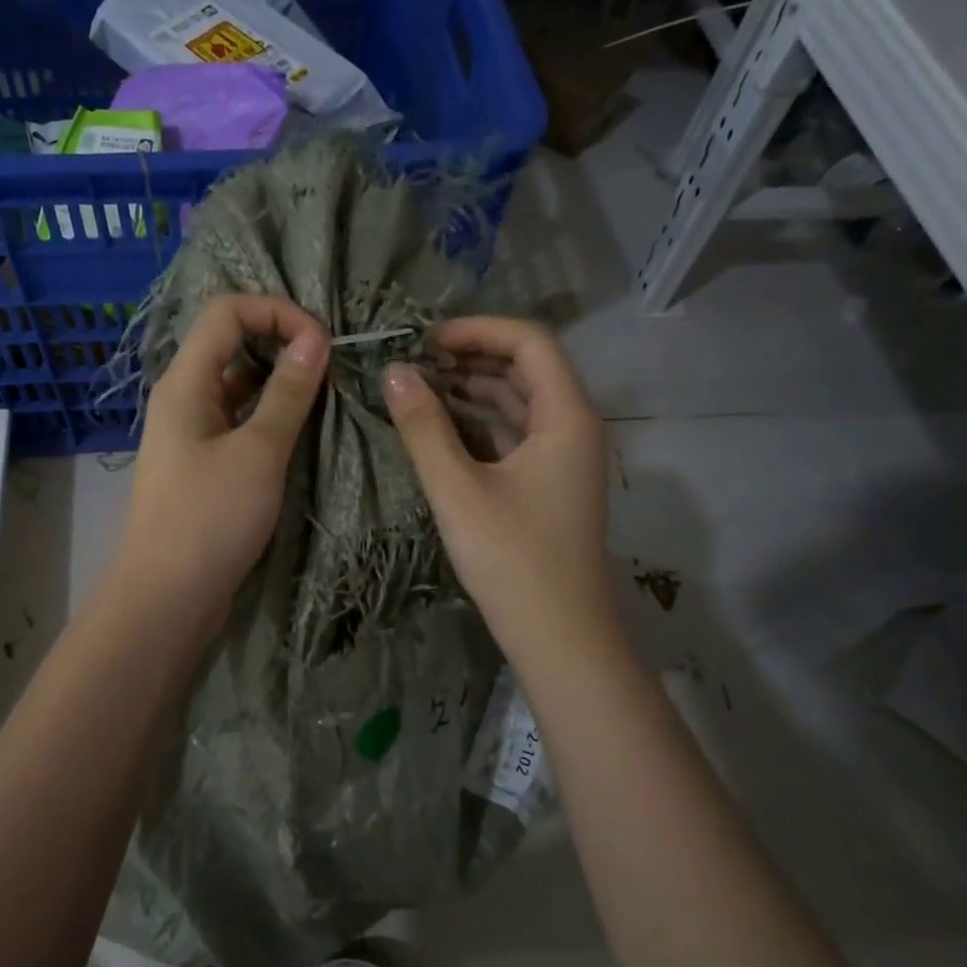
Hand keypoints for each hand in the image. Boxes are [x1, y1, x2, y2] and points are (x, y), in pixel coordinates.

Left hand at [115, 294, 329, 625]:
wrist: (167, 597)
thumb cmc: (210, 519)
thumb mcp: (258, 452)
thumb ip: (287, 393)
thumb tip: (315, 339)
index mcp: (185, 382)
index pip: (227, 311)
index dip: (276, 311)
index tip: (322, 343)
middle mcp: (183, 398)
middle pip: (231, 343)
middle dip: (282, 342)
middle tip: (330, 365)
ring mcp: (192, 433)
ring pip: (238, 386)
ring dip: (280, 383)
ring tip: (325, 396)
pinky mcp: (203, 466)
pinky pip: (239, 423)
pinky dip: (270, 418)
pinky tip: (302, 432)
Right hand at [382, 317, 617, 664]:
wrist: (559, 636)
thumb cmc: (512, 558)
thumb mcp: (458, 489)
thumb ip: (423, 427)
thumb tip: (392, 372)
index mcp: (566, 416)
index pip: (529, 342)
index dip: (478, 330)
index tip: (425, 340)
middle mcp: (573, 427)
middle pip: (527, 368)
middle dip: (471, 356)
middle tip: (414, 361)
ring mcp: (563, 458)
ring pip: (519, 403)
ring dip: (473, 389)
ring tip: (419, 386)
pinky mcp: (549, 485)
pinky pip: (515, 434)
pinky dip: (480, 422)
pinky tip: (440, 427)